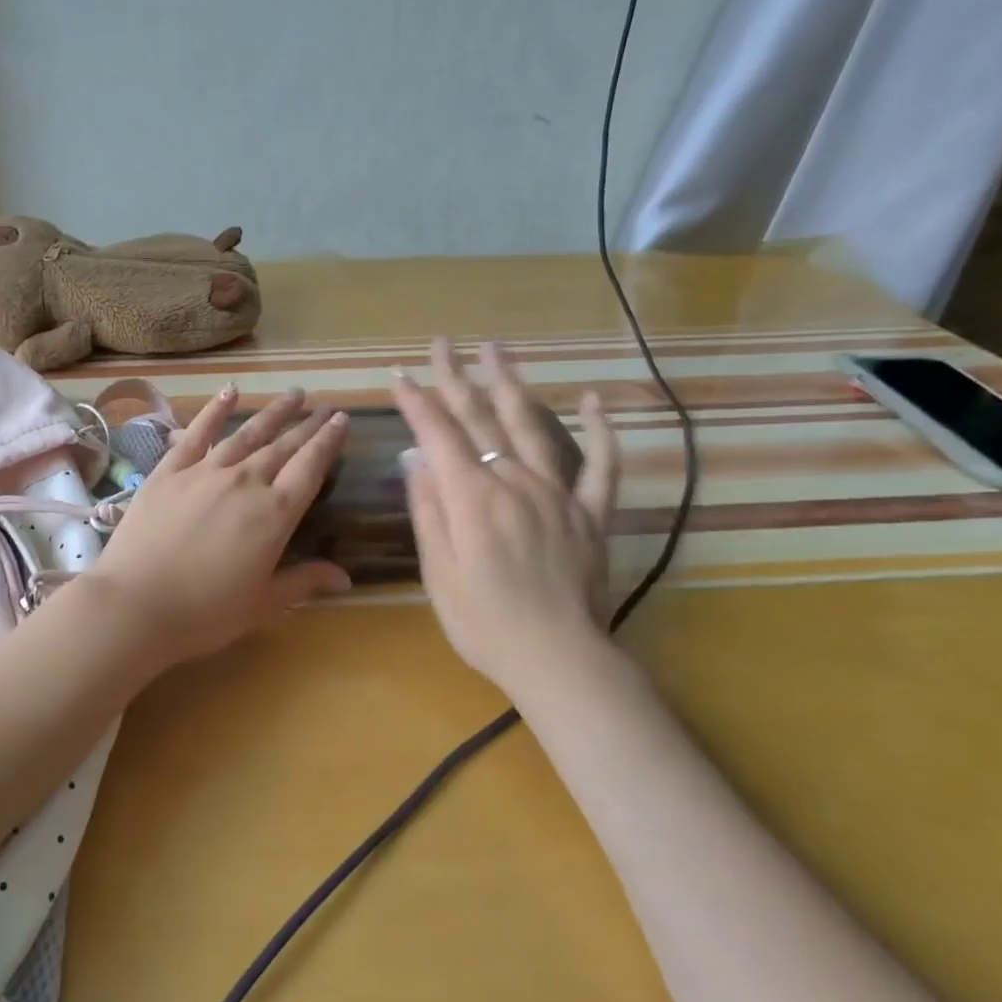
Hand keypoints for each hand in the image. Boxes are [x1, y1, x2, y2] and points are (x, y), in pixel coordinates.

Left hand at [91, 384, 350, 666]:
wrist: (136, 604)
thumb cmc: (205, 612)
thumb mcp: (263, 604)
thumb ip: (305, 582)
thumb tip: (347, 577)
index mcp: (274, 514)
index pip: (310, 468)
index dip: (327, 442)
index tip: (341, 420)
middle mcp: (245, 482)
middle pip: (282, 446)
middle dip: (306, 424)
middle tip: (324, 405)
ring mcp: (205, 472)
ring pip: (246, 434)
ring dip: (271, 413)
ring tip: (292, 395)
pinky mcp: (169, 471)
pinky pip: (197, 433)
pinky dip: (215, 411)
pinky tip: (230, 392)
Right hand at [393, 339, 619, 693]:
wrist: (557, 657)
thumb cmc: (483, 623)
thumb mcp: (438, 572)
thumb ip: (429, 510)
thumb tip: (416, 459)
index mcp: (473, 498)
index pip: (440, 436)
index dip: (417, 403)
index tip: (399, 375)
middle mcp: (515, 481)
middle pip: (481, 420)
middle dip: (456, 378)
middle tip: (441, 343)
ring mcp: (558, 493)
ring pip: (533, 426)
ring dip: (512, 384)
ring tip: (497, 350)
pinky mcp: (592, 512)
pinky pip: (602, 463)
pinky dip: (601, 429)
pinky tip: (593, 399)